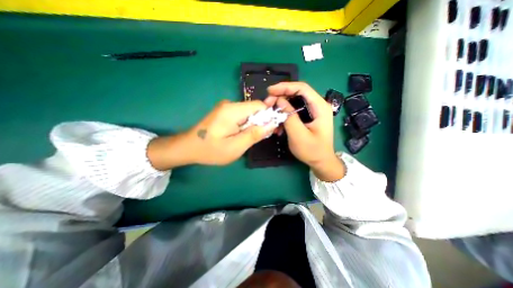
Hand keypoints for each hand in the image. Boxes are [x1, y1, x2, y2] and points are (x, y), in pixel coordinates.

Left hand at [149, 100, 276, 169]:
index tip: (270, 130)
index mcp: (233, 110)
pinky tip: (241, 135)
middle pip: (254, 108)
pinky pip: (241, 115)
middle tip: (259, 138)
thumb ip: (255, 134)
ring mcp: (226, 107)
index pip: (259, 105)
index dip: (268, 116)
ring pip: (249, 113)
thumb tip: (272, 124)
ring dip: (253, 124)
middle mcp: (230, 104)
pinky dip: (245, 124)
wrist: (188, 147)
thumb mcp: (236, 147)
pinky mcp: (224, 112)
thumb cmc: (211, 150)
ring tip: (248, 139)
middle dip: (261, 122)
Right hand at [264, 82, 344, 179]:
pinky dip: (285, 115)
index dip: (285, 87)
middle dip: (281, 96)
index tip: (270, 91)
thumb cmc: (312, 150)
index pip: (302, 88)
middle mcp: (318, 105)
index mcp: (320, 107)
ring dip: (281, 107)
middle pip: (297, 93)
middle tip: (268, 103)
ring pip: (294, 102)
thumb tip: (279, 101)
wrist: (321, 161)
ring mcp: (313, 111)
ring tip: (271, 114)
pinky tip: (279, 124)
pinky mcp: (308, 117)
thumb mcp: (298, 135)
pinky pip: (295, 111)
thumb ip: (289, 117)